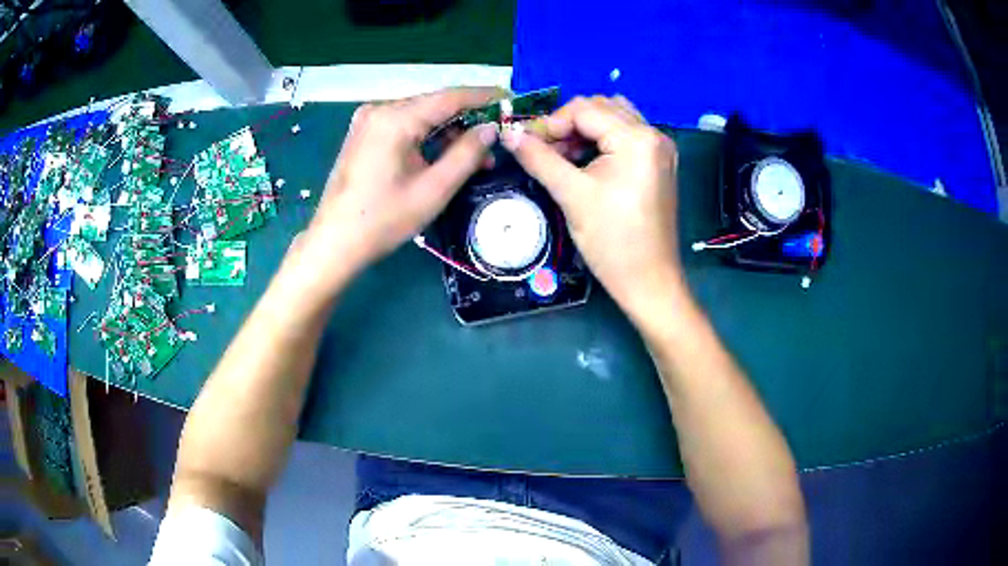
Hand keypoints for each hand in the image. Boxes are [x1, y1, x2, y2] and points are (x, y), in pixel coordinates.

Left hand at [295, 87, 502, 293]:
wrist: (334, 242)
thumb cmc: (383, 220)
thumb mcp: (433, 190)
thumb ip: (467, 154)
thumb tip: (491, 129)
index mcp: (395, 118)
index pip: (450, 96)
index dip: (484, 97)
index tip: (511, 99)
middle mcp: (380, 109)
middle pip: (434, 104)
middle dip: (467, 120)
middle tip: (495, 141)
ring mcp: (368, 120)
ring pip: (420, 115)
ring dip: (448, 131)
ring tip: (474, 157)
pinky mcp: (364, 133)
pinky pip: (404, 125)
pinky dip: (426, 137)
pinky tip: (442, 156)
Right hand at [501, 95, 683, 313]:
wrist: (649, 282)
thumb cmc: (612, 242)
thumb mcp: (572, 195)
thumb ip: (538, 158)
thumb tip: (508, 134)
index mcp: (637, 138)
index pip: (585, 109)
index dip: (551, 122)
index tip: (526, 143)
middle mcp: (654, 134)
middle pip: (601, 108)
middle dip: (568, 124)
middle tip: (544, 151)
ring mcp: (660, 149)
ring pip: (613, 119)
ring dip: (584, 130)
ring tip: (563, 157)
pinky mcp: (659, 163)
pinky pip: (625, 136)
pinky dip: (601, 141)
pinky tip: (584, 162)